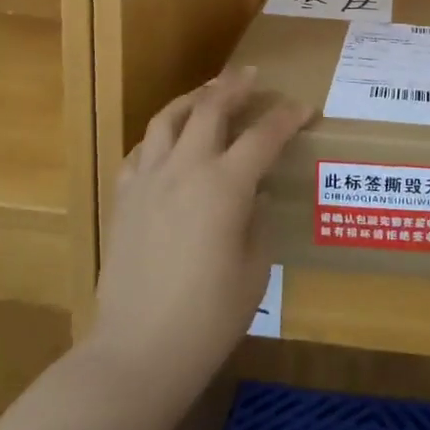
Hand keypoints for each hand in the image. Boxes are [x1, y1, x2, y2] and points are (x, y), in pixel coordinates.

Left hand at [86, 68, 310, 406]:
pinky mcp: (124, 199)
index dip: (287, 117)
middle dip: (235, 87)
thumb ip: (257, 222)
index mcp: (225, 186)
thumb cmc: (208, 318)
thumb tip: (253, 197)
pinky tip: (169, 143)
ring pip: (168, 119)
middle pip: (211, 108)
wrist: (137, 352)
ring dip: (193, 99)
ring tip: (208, 93)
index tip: (305, 108)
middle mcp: (185, 170)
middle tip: (252, 77)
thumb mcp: (255, 269)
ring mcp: (148, 181)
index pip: (263, 135)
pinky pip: (141, 151)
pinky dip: (160, 136)